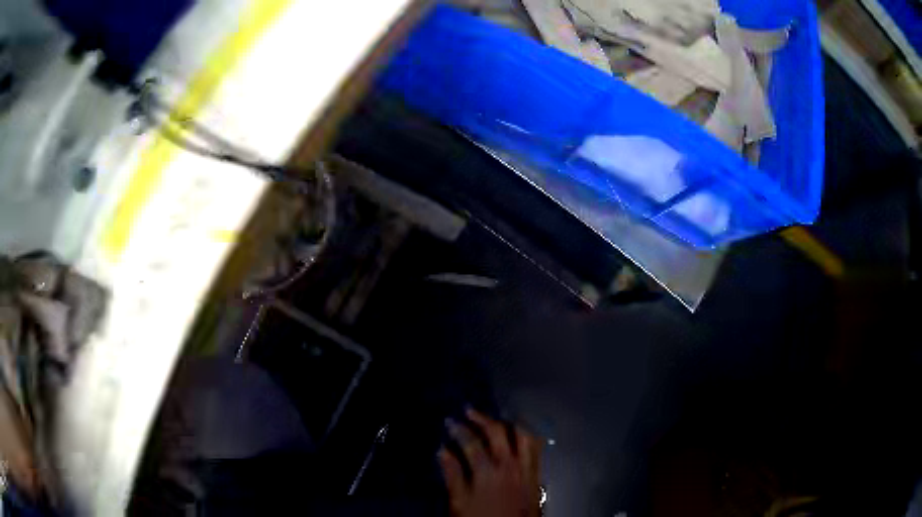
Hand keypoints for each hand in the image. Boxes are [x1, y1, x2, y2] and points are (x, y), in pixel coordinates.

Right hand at [439, 409, 541, 516]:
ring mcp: (527, 469)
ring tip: (496, 419)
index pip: (471, 442)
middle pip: (498, 432)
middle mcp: (510, 465)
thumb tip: (442, 450)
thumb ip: (452, 475)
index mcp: (487, 472)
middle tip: (469, 411)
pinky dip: (527, 436)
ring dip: (509, 423)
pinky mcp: (537, 475)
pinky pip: (536, 448)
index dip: (458, 429)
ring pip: (523, 436)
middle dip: (482, 418)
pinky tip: (518, 436)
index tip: (449, 421)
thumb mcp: (459, 502)